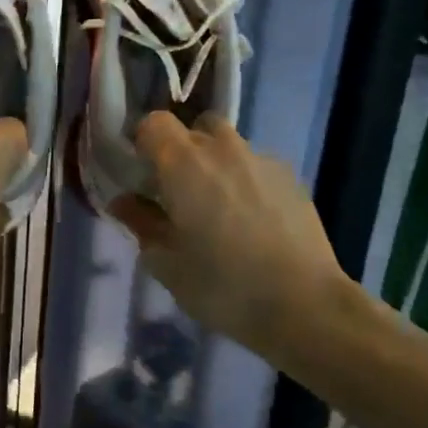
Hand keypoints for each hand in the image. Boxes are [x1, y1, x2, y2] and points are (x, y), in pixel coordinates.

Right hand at [111, 113, 348, 352]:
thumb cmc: (222, 285)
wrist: (305, 305)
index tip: (142, 174)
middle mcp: (222, 148)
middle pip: (193, 129)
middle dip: (181, 152)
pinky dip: (245, 181)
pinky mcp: (291, 176)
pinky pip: (255, 165)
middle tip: (179, 193)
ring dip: (215, 164)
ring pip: (228, 145)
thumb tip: (123, 201)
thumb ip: (140, 223)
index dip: (144, 143)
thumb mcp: (166, 263)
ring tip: (219, 207)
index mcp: (183, 163)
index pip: (154, 123)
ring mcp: (261, 159)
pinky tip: (253, 221)